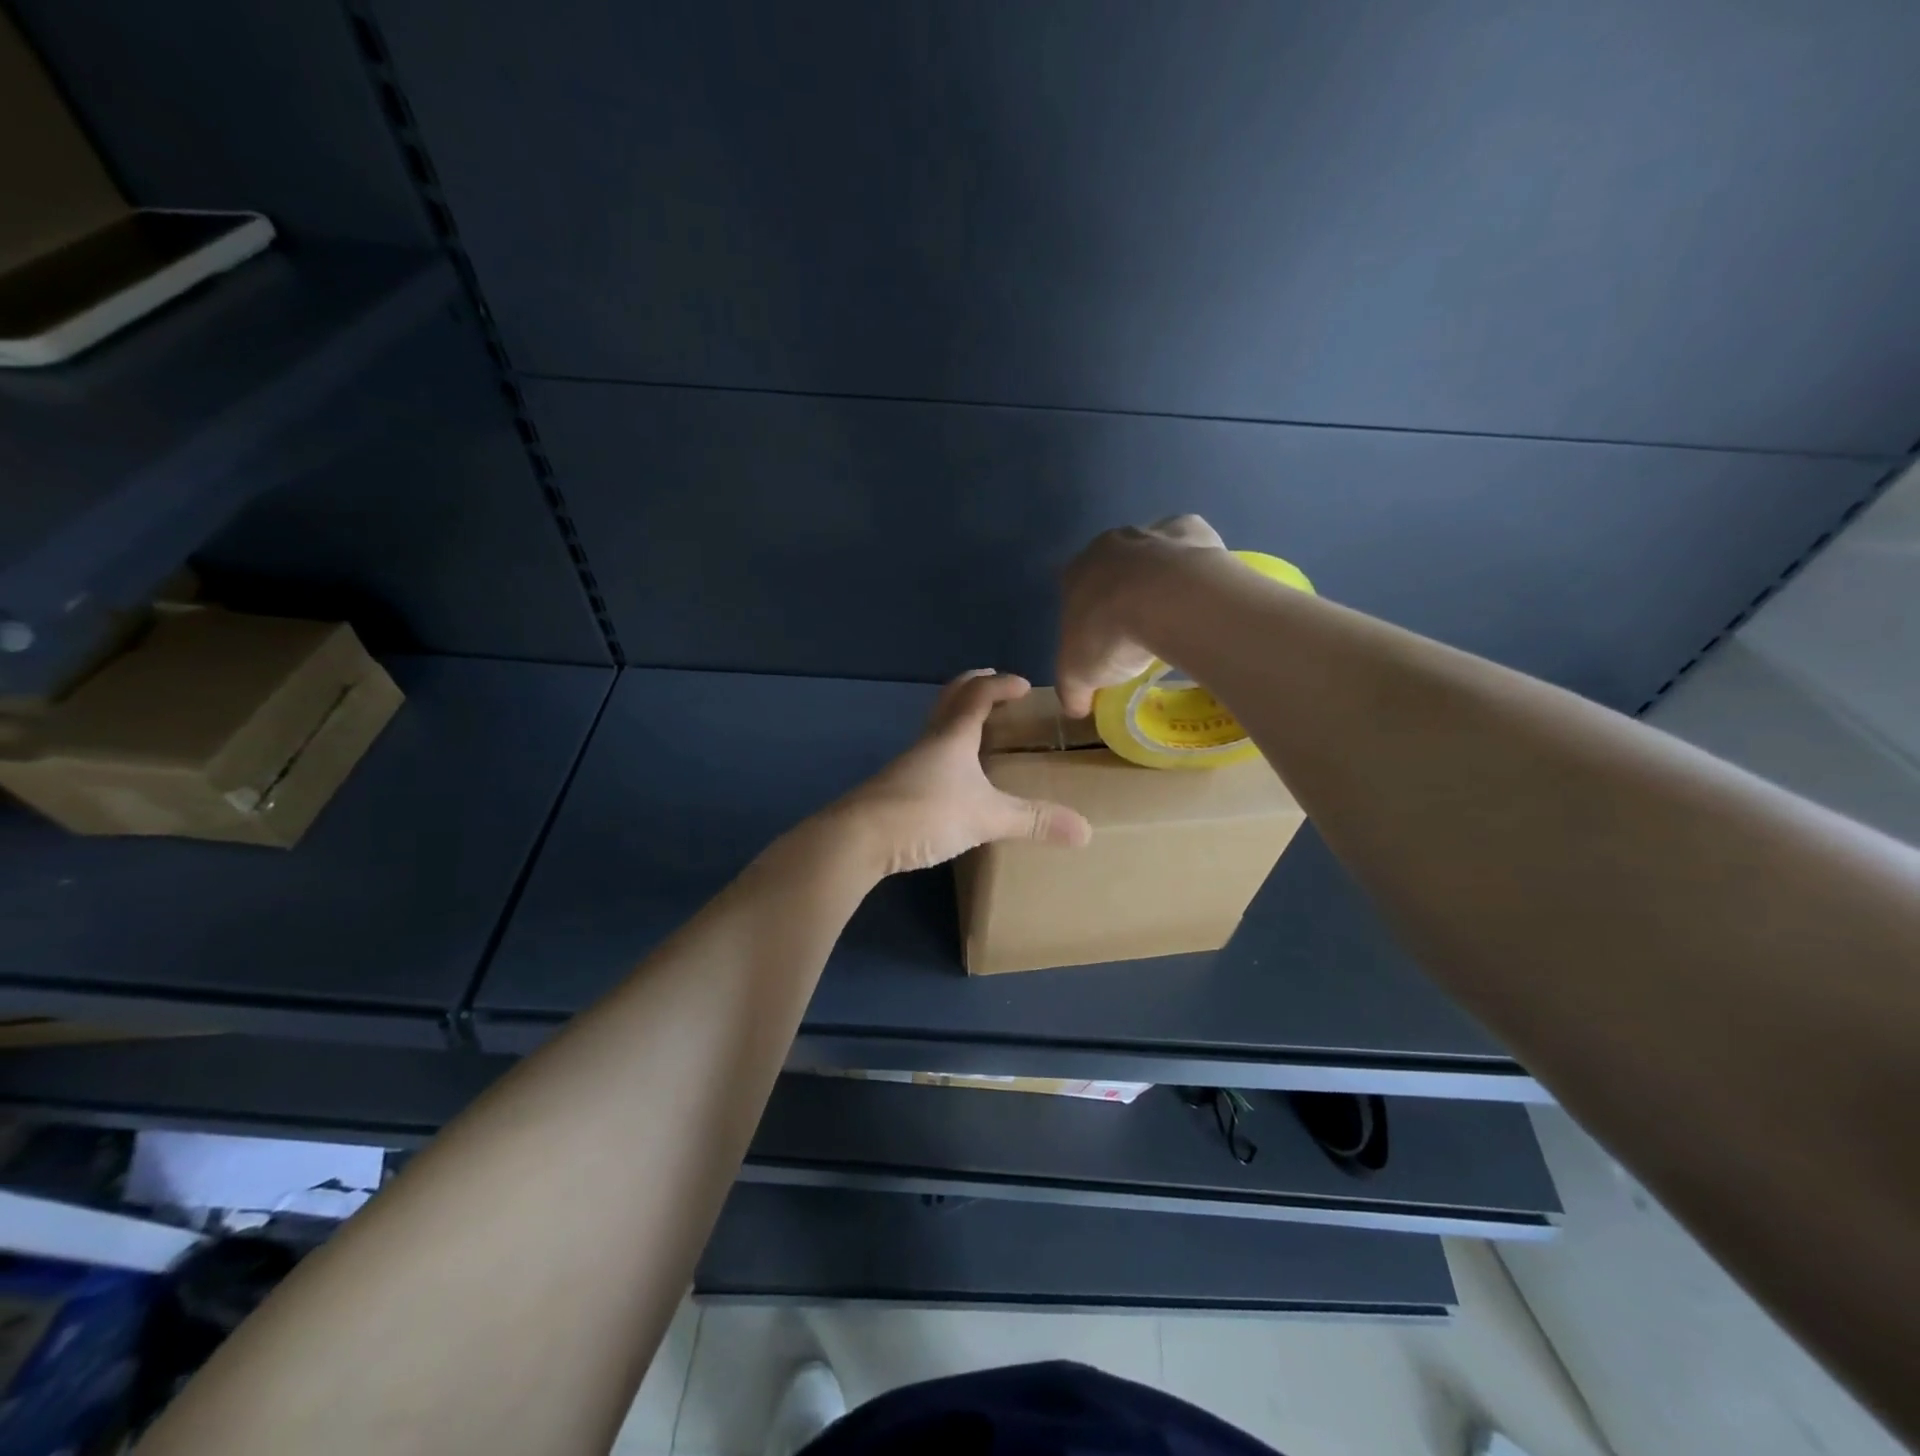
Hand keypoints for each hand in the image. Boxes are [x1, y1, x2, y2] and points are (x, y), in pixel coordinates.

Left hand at [837, 670, 1092, 875]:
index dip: (1001, 684)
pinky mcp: (896, 787)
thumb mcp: (986, 816)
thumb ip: (1033, 821)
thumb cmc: (925, 812)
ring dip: (957, 718)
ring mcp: (908, 763)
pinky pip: (928, 755)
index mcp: (952, 735)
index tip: (1023, 685)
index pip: (977, 694)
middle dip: (973, 687)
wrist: (858, 838)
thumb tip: (1085, 831)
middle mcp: (928, 741)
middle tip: (994, 687)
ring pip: (936, 727)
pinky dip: (946, 749)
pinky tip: (954, 775)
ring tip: (979, 730)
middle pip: (949, 700)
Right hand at [1056, 513, 1228, 716]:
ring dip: (1159, 579)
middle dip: (1122, 594)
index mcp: (1074, 573)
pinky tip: (1200, 593)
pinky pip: (1190, 547)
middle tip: (1138, 630)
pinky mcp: (1191, 530)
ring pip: (1151, 555)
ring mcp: (1150, 534)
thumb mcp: (1078, 676)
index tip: (1102, 642)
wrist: (1165, 599)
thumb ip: (1073, 691)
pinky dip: (1194, 565)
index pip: (1072, 592)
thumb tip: (1076, 709)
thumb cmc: (1109, 635)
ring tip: (1174, 616)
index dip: (1087, 617)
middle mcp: (1108, 545)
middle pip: (1112, 569)